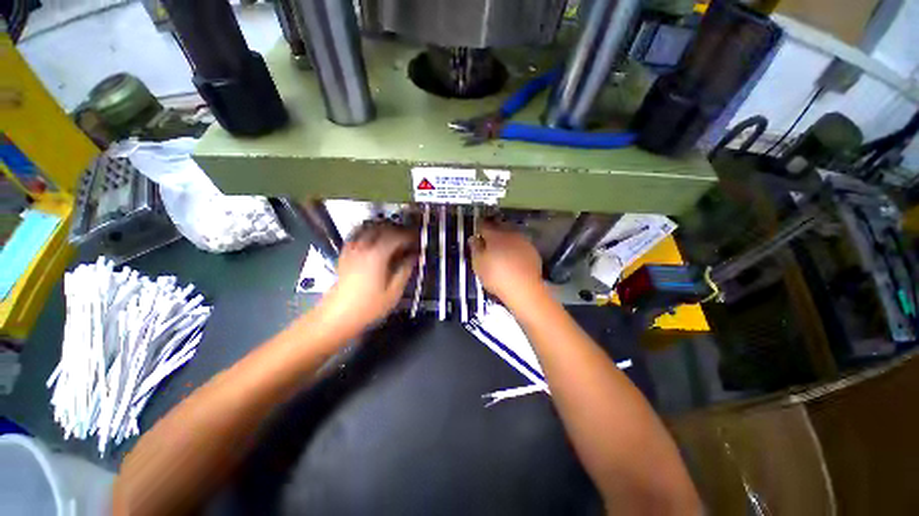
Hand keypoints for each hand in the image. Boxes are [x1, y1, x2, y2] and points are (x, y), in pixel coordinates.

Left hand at [319, 221, 417, 334]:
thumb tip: (414, 257)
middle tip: (408, 238)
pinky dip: (367, 235)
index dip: (409, 236)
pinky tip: (372, 242)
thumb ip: (405, 270)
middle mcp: (363, 248)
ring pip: (367, 229)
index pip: (396, 237)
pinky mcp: (344, 256)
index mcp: (377, 255)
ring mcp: (351, 251)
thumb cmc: (368, 307)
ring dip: (382, 230)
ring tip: (393, 238)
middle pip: (381, 228)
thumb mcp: (393, 292)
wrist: (337, 317)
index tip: (418, 240)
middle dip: (397, 230)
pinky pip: (356, 237)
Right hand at [469, 222, 543, 305]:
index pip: (484, 225)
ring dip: (505, 239)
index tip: (476, 232)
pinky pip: (520, 245)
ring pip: (511, 235)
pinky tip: (513, 257)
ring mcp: (523, 242)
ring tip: (500, 249)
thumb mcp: (478, 264)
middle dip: (493, 231)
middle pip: (499, 227)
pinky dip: (515, 248)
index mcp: (495, 236)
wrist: (524, 289)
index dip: (479, 227)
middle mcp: (510, 234)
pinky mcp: (533, 251)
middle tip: (487, 241)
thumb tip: (474, 239)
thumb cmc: (496, 276)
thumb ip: (475, 249)